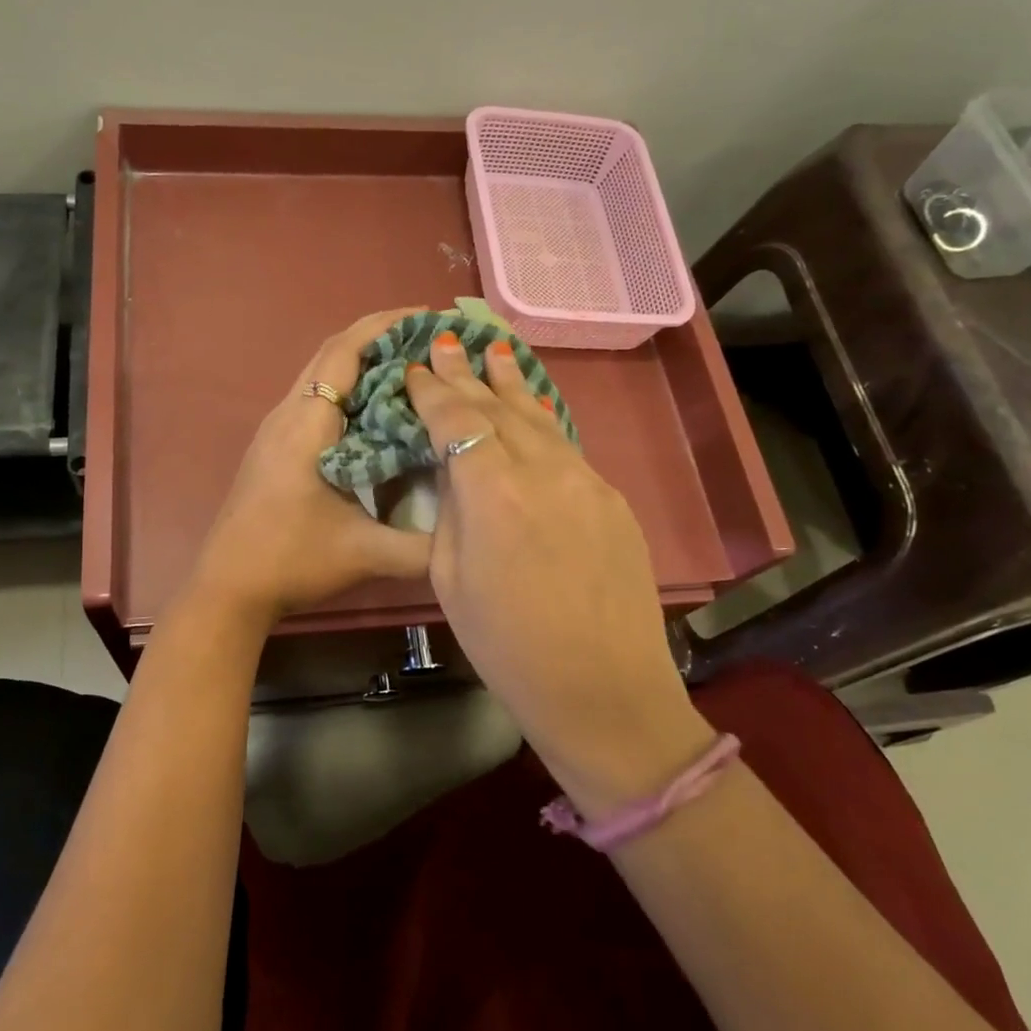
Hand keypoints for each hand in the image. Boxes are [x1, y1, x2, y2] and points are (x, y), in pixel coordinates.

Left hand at [192, 309, 432, 624]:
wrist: (228, 588)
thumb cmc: (291, 560)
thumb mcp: (365, 553)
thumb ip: (423, 546)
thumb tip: (471, 531)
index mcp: (308, 423)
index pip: (345, 350)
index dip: (386, 325)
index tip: (429, 316)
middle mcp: (288, 414)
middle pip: (332, 353)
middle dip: (381, 337)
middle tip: (431, 340)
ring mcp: (276, 430)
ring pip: (322, 375)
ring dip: (363, 362)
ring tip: (412, 367)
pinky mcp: (275, 448)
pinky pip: (316, 399)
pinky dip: (349, 389)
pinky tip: (377, 413)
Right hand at [405, 335, 711, 811]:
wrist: (604, 690)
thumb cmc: (508, 647)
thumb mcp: (452, 580)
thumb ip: (453, 513)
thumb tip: (457, 474)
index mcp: (493, 492)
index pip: (456, 420)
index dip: (433, 390)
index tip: (418, 365)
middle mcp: (543, 470)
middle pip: (499, 407)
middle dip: (469, 374)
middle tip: (448, 341)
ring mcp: (586, 481)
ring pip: (540, 418)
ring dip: (512, 384)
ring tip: (496, 351)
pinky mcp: (612, 499)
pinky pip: (567, 447)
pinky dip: (541, 421)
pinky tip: (532, 411)